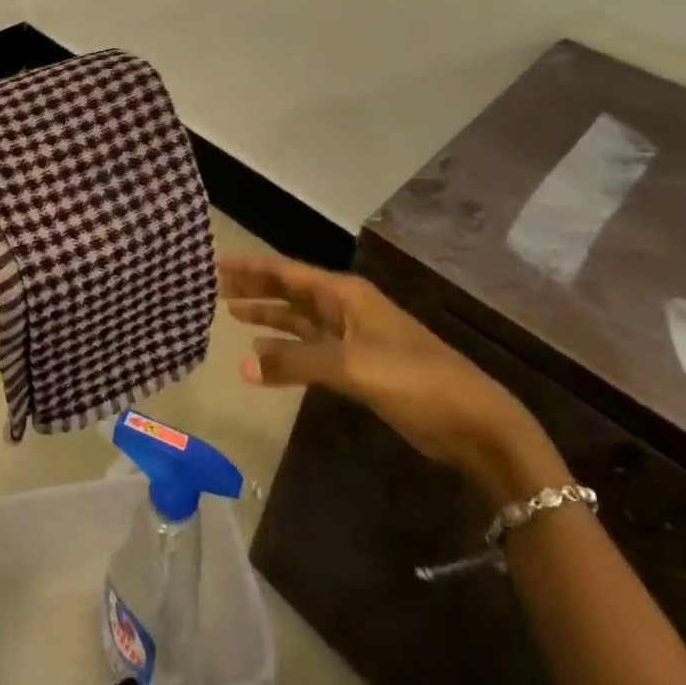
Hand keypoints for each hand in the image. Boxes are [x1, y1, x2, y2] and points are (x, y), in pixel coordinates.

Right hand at [222, 251, 568, 502]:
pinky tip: (263, 350)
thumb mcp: (352, 367)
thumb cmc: (414, 380)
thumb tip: (242, 365)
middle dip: (254, 287)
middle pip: (290, 291)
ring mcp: (352, 337)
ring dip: (267, 314)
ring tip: (230, 310)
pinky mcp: (357, 366)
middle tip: (213, 285)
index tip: (215, 261)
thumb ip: (296, 363)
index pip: (287, 272)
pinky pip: (309, 347)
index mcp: (345, 294)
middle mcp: (345, 308)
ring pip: (298, 319)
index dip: (251, 267)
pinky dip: (285, 346)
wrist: (473, 422)